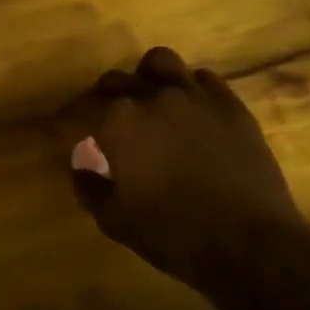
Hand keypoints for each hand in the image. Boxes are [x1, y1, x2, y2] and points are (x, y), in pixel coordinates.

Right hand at [63, 47, 307, 286]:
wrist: (252, 245)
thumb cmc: (174, 234)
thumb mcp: (115, 220)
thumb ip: (89, 186)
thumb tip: (81, 164)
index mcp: (119, 121)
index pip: (77, 111)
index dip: (63, 124)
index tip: (57, 135)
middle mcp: (154, 97)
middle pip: (114, 82)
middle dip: (100, 101)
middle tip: (100, 125)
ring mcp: (196, 96)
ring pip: (159, 64)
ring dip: (144, 80)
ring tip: (146, 102)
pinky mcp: (231, 106)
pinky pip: (202, 80)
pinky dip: (186, 90)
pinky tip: (187, 112)